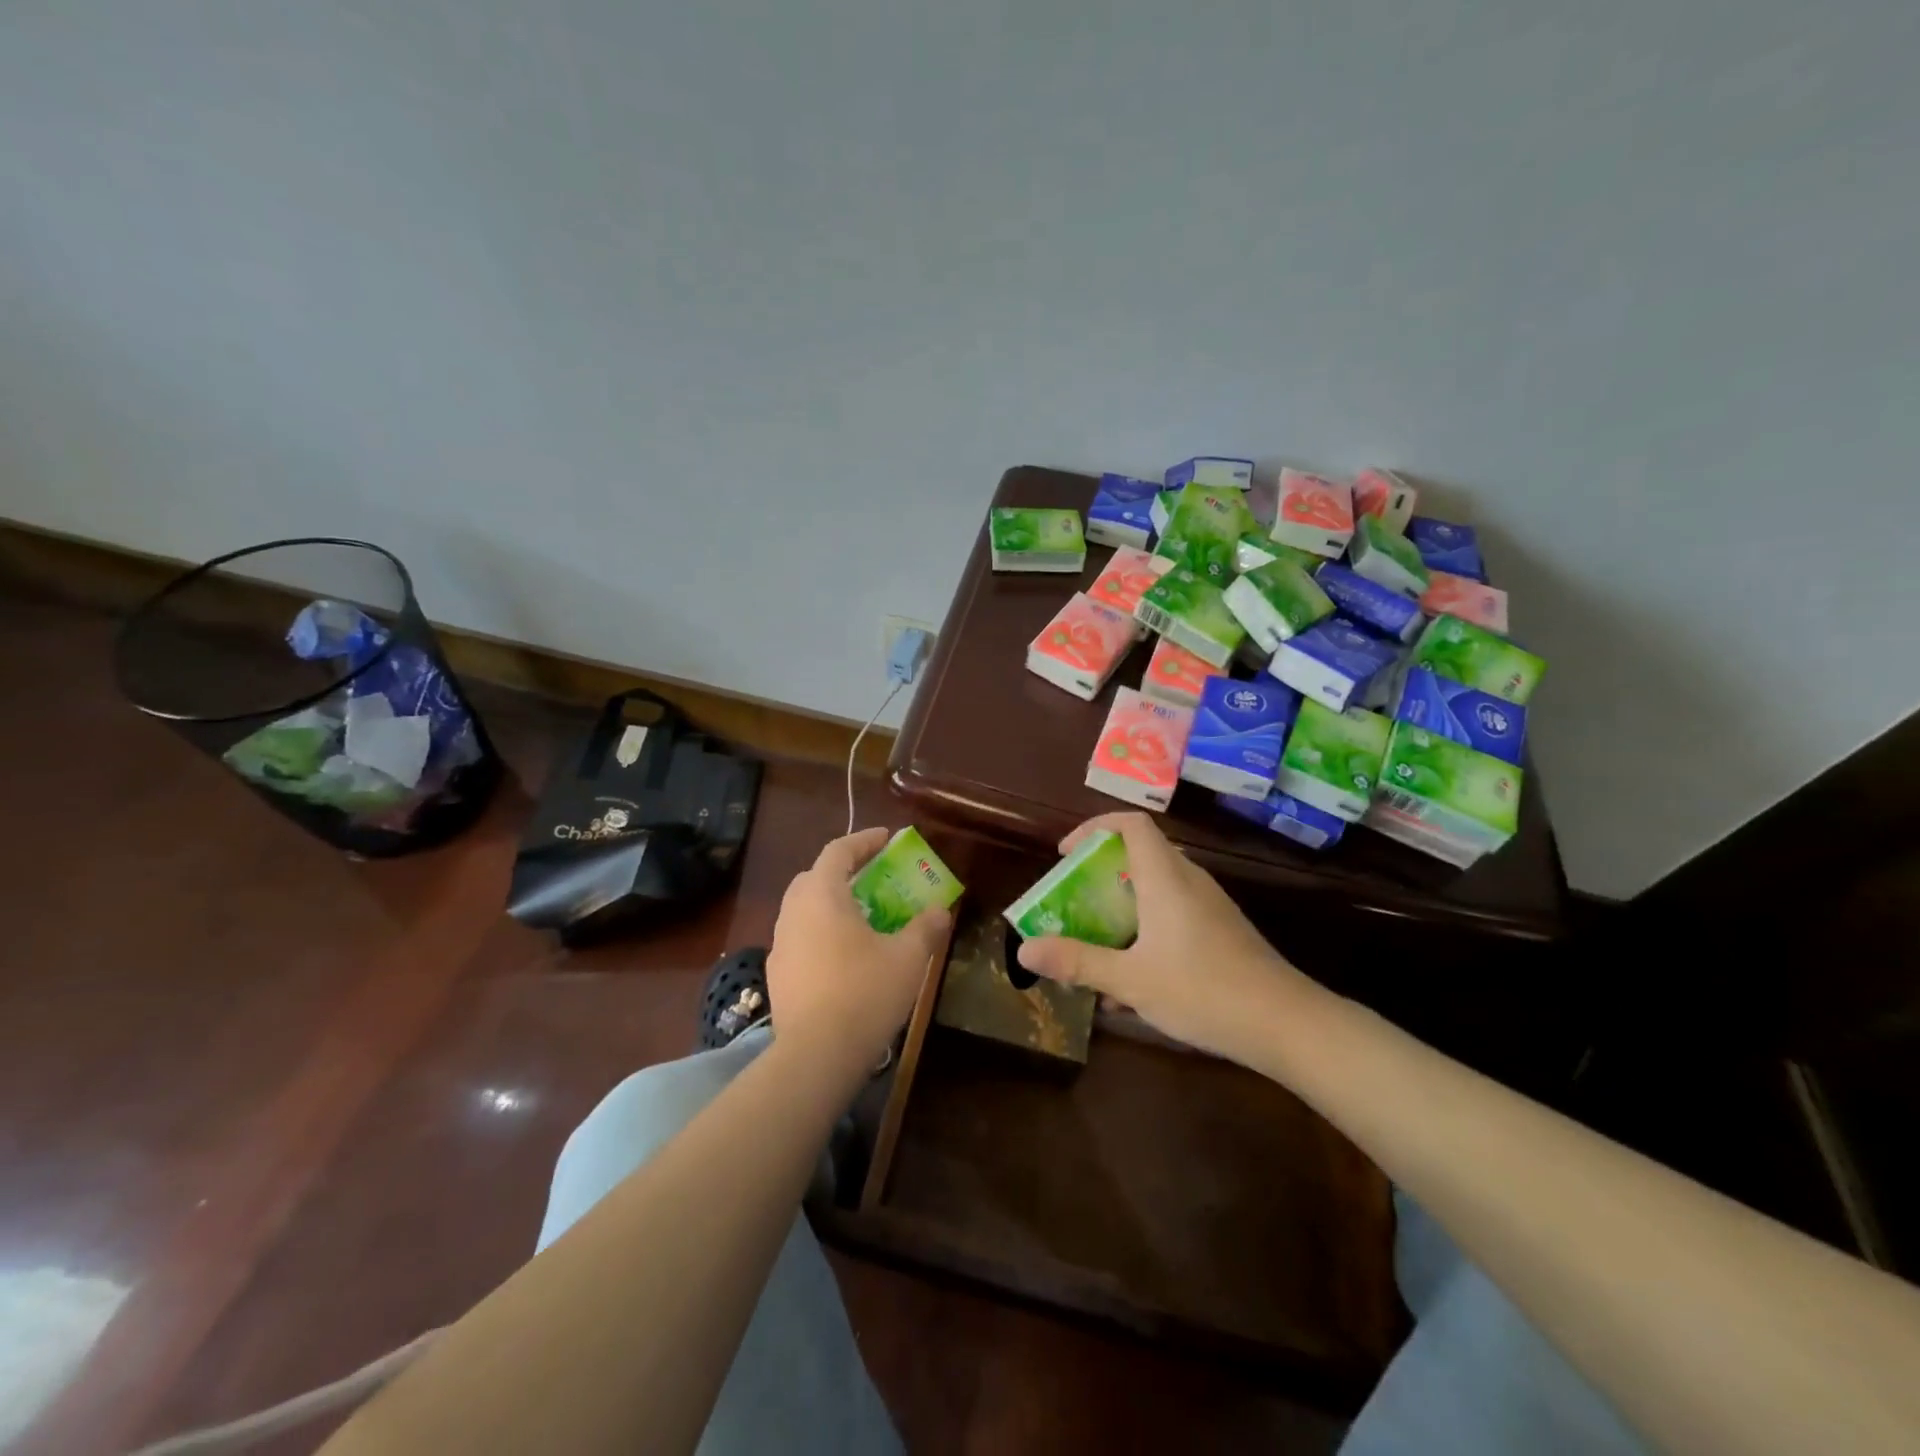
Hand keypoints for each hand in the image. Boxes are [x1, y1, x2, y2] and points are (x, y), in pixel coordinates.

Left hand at [766, 828, 952, 1076]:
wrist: (816, 1055)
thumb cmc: (865, 993)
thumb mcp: (909, 957)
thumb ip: (926, 927)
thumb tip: (940, 911)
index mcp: (821, 895)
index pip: (838, 851)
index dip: (864, 841)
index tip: (886, 839)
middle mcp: (793, 912)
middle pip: (815, 876)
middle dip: (843, 871)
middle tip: (872, 877)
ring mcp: (780, 945)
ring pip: (804, 909)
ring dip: (830, 903)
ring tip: (861, 917)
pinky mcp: (777, 975)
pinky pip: (800, 938)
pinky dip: (821, 932)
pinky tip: (843, 956)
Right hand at [1016, 812, 1309, 1060]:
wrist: (1285, 1024)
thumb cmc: (1203, 990)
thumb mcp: (1130, 980)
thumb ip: (1078, 962)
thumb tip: (1025, 951)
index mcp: (1165, 878)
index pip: (1131, 824)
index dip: (1094, 827)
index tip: (1066, 853)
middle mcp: (1189, 880)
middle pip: (1141, 852)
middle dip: (1101, 870)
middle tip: (1074, 898)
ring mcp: (1210, 904)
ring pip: (1157, 885)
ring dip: (1123, 903)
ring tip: (1097, 938)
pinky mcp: (1222, 929)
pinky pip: (1175, 910)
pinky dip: (1147, 925)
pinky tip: (1135, 975)